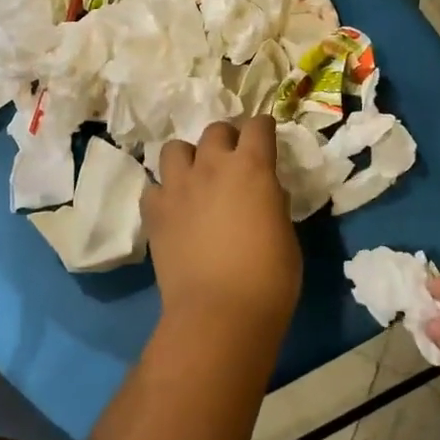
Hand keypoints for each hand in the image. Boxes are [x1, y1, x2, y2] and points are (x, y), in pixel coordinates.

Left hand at [143, 117, 301, 337]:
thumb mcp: (285, 233)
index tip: (266, 137)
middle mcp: (212, 165)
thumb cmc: (269, 278)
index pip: (258, 126)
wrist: (220, 313)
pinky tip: (173, 208)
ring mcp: (178, 186)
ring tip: (196, 179)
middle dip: (226, 140)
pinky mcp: (154, 211)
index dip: (264, 129)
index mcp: (253, 167)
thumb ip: (273, 201)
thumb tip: (265, 191)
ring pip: (175, 148)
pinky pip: (154, 187)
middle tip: (232, 162)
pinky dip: (164, 192)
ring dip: (189, 158)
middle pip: (215, 130)